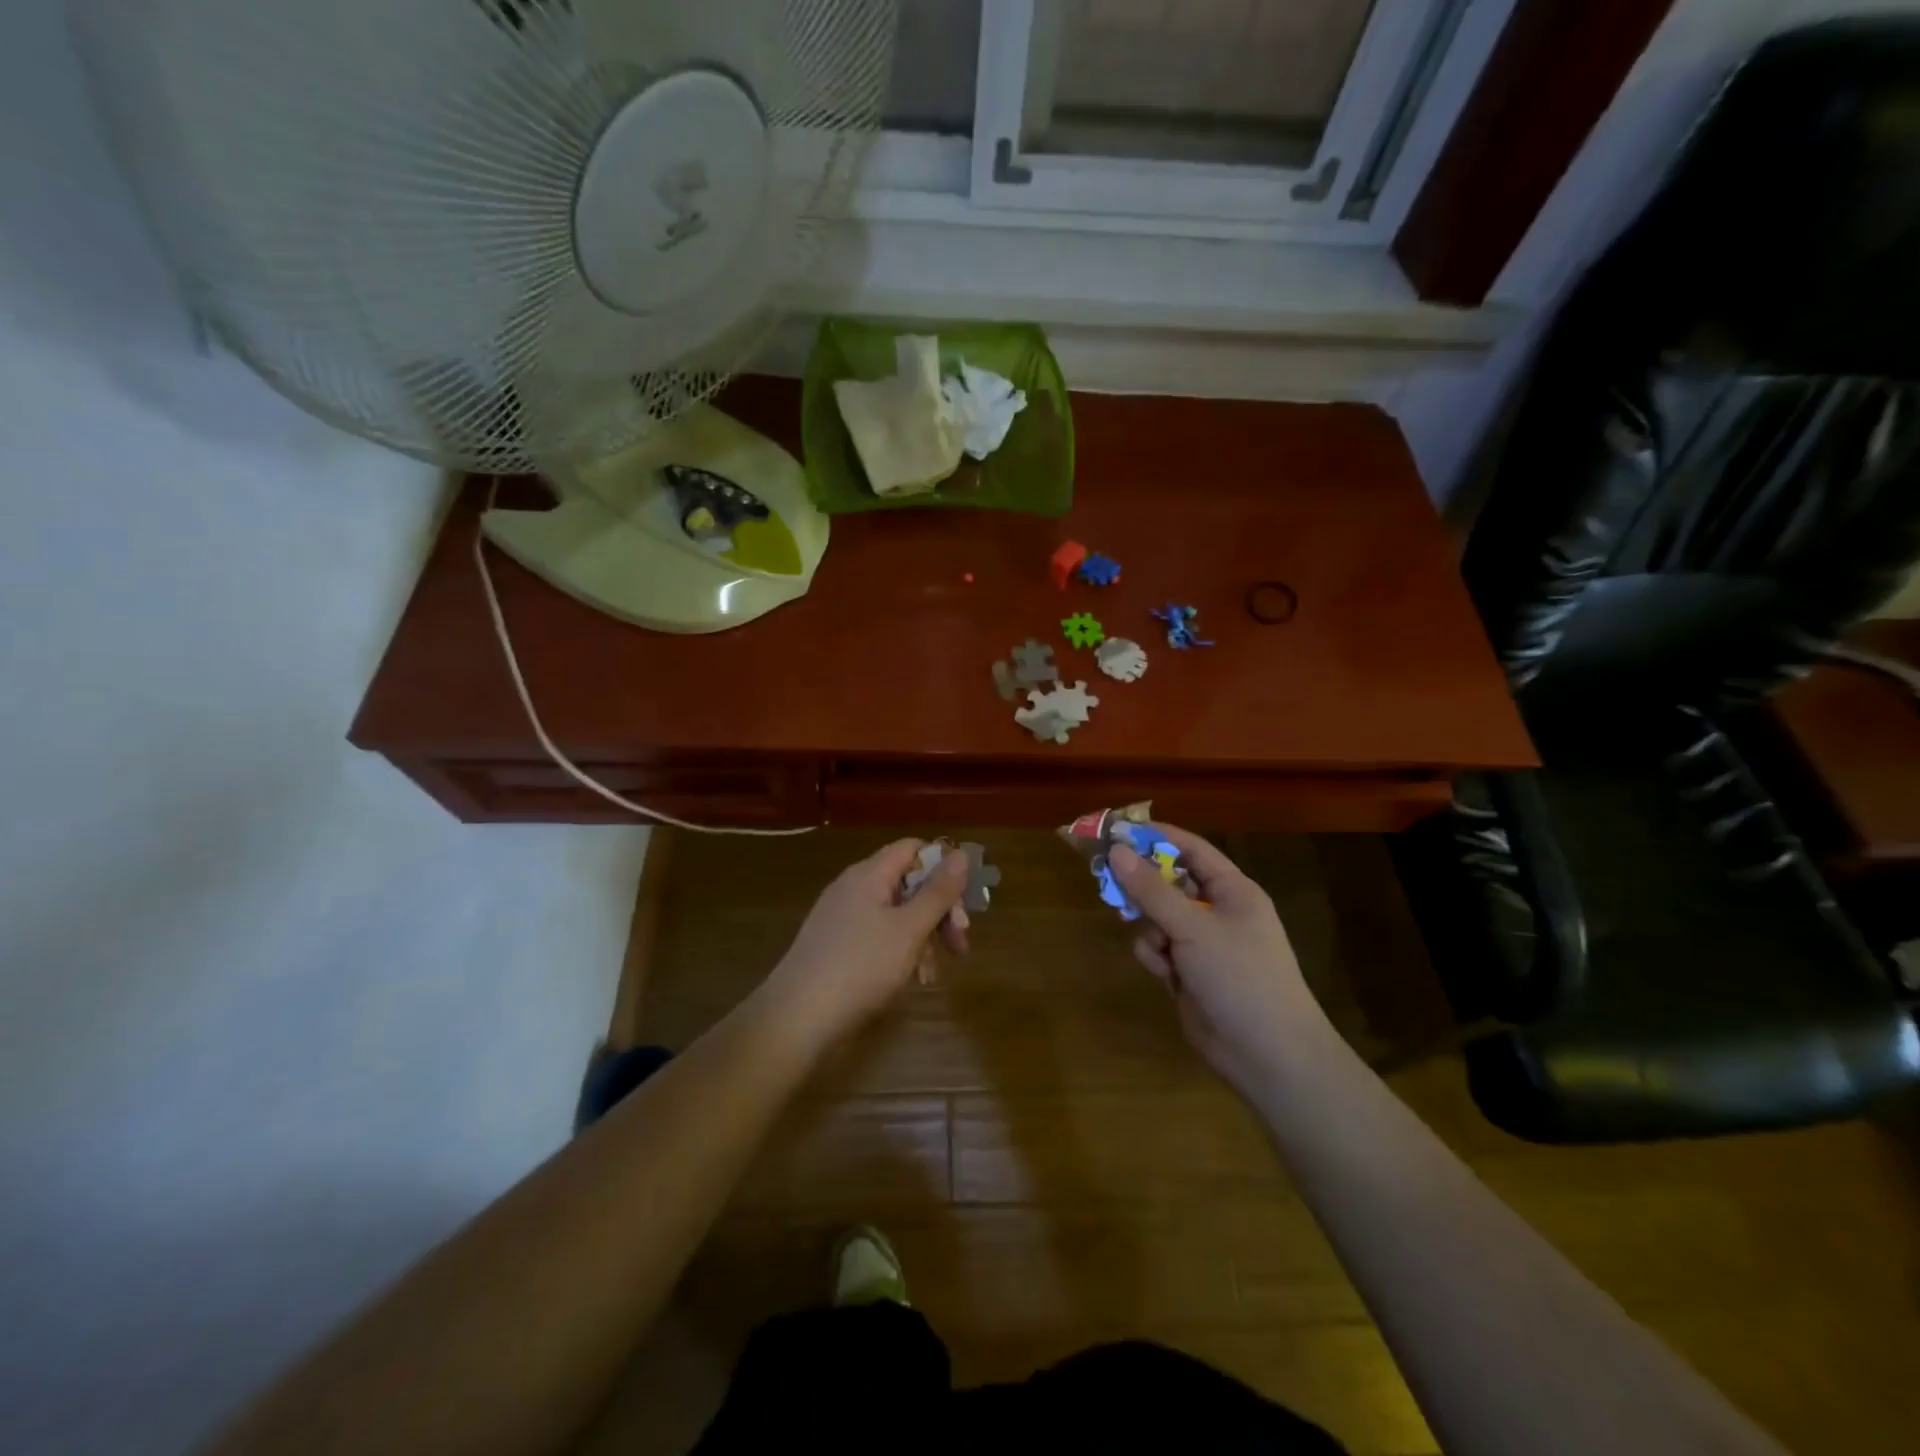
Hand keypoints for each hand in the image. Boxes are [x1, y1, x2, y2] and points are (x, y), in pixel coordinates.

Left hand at [759, 839, 970, 1048]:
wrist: (797, 1020)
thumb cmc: (860, 968)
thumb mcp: (909, 929)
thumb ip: (938, 892)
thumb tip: (962, 854)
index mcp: (869, 875)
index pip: (913, 849)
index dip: (943, 867)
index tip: (965, 901)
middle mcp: (854, 889)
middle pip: (908, 883)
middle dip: (939, 910)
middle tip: (961, 942)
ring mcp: (842, 918)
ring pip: (896, 914)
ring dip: (923, 937)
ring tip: (932, 973)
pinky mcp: (837, 946)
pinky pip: (879, 936)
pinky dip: (900, 951)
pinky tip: (910, 980)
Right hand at [1110, 826, 1323, 1100]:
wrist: (1268, 1054)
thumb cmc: (1239, 977)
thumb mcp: (1193, 927)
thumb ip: (1151, 889)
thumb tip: (1116, 850)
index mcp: (1232, 890)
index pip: (1191, 848)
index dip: (1155, 836)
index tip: (1116, 829)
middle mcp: (1217, 911)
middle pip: (1168, 882)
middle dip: (1142, 886)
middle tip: (1107, 880)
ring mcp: (1203, 943)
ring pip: (1157, 917)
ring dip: (1150, 928)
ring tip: (1157, 947)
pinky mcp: (1189, 972)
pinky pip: (1159, 948)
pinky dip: (1156, 956)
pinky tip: (1165, 973)